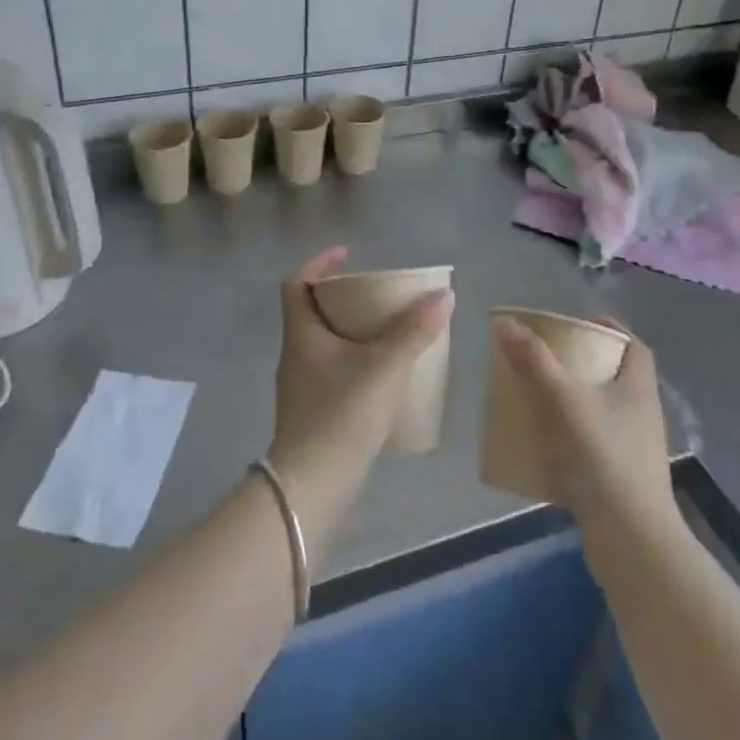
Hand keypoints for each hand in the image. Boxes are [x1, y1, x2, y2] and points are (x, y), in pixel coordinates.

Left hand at [266, 248, 453, 554]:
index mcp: (301, 335)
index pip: (296, 284)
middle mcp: (295, 354)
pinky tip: (381, 374)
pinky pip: (332, 369)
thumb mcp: (383, 367)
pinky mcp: (313, 411)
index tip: (347, 255)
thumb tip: (444, 296)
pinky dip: (354, 360)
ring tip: (386, 330)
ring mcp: (301, 385)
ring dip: (349, 330)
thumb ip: (414, 332)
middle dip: (342, 297)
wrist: (313, 485)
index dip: (319, 264)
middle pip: (311, 311)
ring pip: (323, 343)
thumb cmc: (341, 414)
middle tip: (376, 294)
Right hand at [491, 315, 672, 527]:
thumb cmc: (603, 458)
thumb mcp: (564, 401)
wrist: (631, 540)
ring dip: (572, 400)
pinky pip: (593, 444)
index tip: (575, 324)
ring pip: (601, 411)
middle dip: (580, 364)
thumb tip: (505, 322)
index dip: (608, 329)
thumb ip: (535, 361)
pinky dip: (569, 436)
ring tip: (536, 397)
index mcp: (638, 388)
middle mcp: (642, 414)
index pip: (633, 346)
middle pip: (614, 376)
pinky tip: (542, 443)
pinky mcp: (620, 478)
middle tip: (545, 359)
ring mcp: (634, 449)